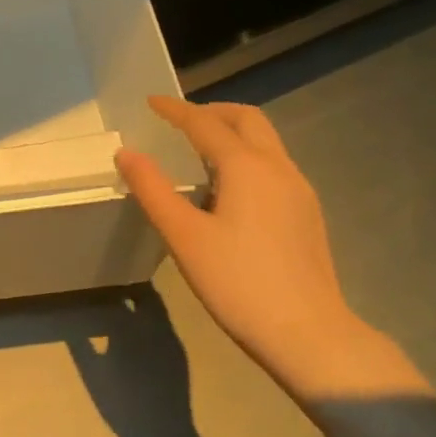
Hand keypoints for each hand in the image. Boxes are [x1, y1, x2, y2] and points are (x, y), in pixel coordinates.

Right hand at [117, 96, 404, 396]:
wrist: (308, 333)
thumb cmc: (238, 282)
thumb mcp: (183, 236)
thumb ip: (153, 189)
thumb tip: (126, 153)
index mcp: (247, 167)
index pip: (205, 123)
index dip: (176, 110)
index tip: (151, 103)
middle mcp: (279, 168)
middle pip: (247, 120)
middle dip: (212, 112)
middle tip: (179, 121)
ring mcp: (299, 190)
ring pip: (265, 142)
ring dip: (232, 133)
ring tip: (198, 152)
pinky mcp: (307, 213)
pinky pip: (273, 165)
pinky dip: (246, 157)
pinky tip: (228, 189)